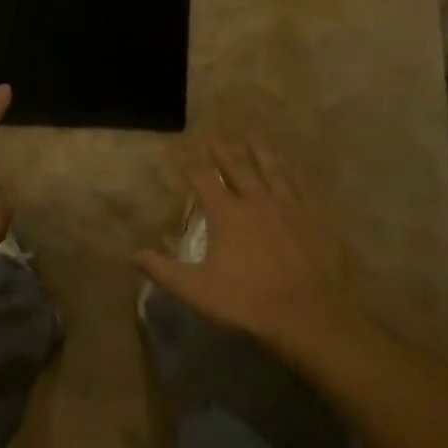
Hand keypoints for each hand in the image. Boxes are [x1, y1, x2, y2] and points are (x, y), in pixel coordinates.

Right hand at [134, 134, 349, 344]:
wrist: (308, 313)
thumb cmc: (247, 302)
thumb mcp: (197, 290)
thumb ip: (164, 270)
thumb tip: (132, 254)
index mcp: (227, 214)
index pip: (200, 178)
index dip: (186, 160)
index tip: (176, 144)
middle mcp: (257, 201)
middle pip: (236, 168)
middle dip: (221, 150)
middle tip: (213, 133)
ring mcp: (290, 206)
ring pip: (272, 170)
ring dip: (260, 150)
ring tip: (253, 133)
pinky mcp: (316, 217)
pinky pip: (302, 185)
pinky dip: (293, 171)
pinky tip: (292, 166)